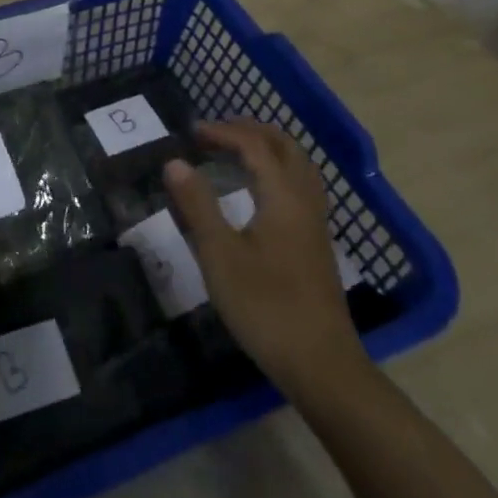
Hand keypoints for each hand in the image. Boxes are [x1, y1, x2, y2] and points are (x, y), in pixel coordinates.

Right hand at [164, 118, 367, 394]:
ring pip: (298, 166)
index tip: (190, 132)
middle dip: (250, 130)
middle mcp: (304, 202)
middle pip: (285, 148)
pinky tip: (258, 190)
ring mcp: (315, 225)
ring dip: (267, 148)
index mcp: (283, 197)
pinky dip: (277, 170)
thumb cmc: (266, 307)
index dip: (223, 132)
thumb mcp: (220, 255)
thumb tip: (175, 161)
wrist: (321, 366)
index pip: (254, 146)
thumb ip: (197, 205)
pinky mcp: (316, 245)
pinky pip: (299, 186)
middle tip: (215, 131)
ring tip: (235, 151)